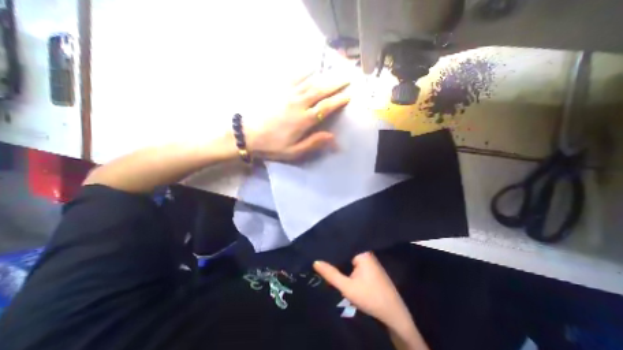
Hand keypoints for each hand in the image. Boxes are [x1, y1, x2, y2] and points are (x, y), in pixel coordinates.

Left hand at [246, 72, 348, 162]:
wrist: (248, 135)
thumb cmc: (272, 145)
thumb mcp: (294, 151)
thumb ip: (313, 143)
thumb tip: (333, 137)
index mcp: (303, 120)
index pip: (325, 108)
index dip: (338, 101)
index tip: (348, 95)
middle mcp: (298, 104)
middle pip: (320, 91)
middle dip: (335, 83)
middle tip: (347, 77)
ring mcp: (287, 95)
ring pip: (309, 82)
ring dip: (324, 76)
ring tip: (334, 70)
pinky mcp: (278, 91)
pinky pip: (293, 78)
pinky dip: (303, 72)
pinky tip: (310, 67)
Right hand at [314, 252, 411, 326]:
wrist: (393, 313)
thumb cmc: (370, 297)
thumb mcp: (348, 287)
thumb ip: (331, 274)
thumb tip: (315, 261)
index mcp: (361, 252)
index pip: (343, 243)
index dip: (330, 244)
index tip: (317, 244)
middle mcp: (365, 252)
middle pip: (345, 249)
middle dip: (333, 252)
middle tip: (317, 251)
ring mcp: (367, 259)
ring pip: (348, 255)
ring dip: (338, 258)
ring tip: (322, 255)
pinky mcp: (368, 267)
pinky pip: (353, 261)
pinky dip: (344, 263)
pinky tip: (335, 264)